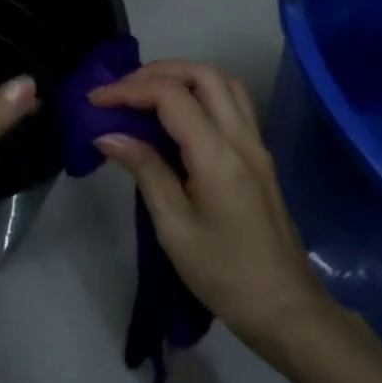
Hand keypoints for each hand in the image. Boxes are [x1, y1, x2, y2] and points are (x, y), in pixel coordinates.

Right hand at [88, 61, 332, 350]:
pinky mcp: (260, 157)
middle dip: (156, 72)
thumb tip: (108, 135)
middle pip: (203, 74)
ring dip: (183, 78)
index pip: (171, 96)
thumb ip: (145, 171)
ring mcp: (256, 145)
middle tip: (121, 91)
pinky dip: (201, 95)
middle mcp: (242, 138)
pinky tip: (176, 120)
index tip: (95, 101)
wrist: (286, 310)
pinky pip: (233, 105)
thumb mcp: (174, 228)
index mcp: (218, 155)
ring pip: (223, 84)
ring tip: (146, 96)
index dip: (128, 89)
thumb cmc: (225, 275)